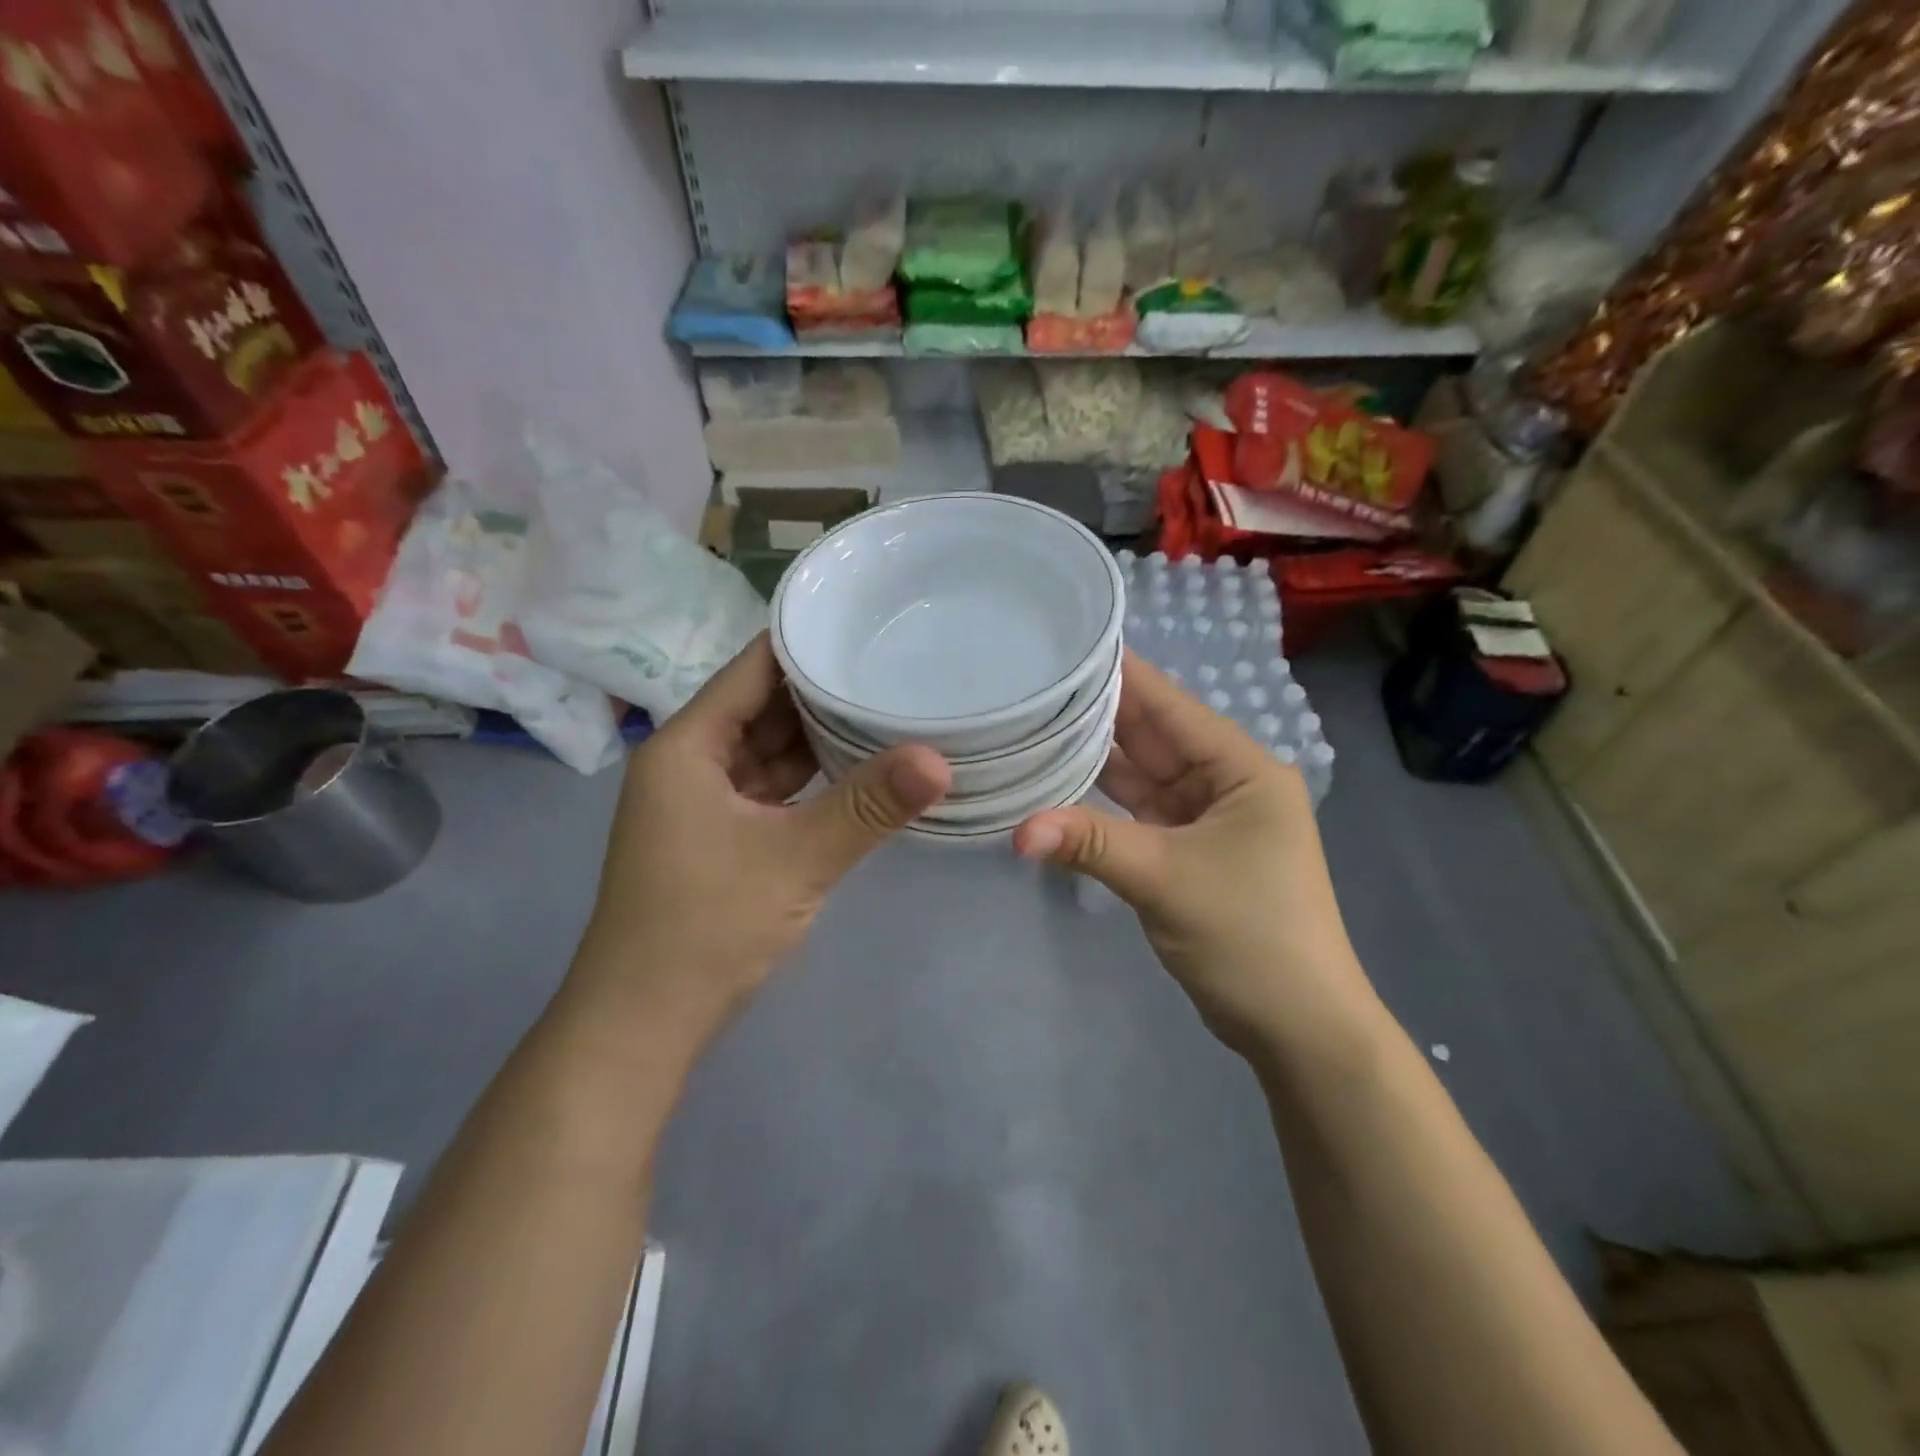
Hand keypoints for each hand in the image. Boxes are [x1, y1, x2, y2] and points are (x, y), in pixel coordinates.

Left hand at [572, 634, 949, 1049]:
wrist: (643, 1025)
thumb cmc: (705, 928)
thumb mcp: (795, 859)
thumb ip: (868, 804)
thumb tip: (941, 759)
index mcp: (687, 746)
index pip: (753, 669)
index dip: (807, 643)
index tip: (868, 622)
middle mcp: (690, 763)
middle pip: (764, 707)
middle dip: (825, 690)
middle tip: (896, 664)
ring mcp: (704, 803)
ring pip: (770, 751)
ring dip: (821, 736)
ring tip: (890, 706)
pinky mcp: (722, 837)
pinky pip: (773, 789)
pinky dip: (811, 779)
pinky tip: (859, 769)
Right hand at [1013, 650, 1376, 1059]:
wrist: (1298, 1027)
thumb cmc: (1252, 937)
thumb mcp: (1167, 880)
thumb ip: (1090, 844)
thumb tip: (1016, 829)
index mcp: (1241, 768)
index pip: (1170, 705)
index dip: (1120, 673)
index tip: (1064, 645)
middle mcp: (1223, 781)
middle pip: (1150, 736)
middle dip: (1094, 714)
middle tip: (1030, 683)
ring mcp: (1203, 817)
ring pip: (1138, 775)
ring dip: (1092, 758)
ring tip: (1031, 724)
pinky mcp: (1184, 850)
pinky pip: (1135, 812)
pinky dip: (1099, 803)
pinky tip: (1054, 785)